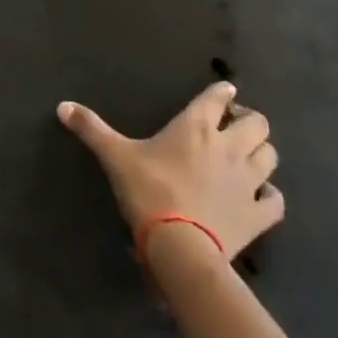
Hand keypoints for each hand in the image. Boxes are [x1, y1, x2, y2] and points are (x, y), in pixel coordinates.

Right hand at [57, 81, 282, 270]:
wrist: (180, 245)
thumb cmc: (147, 191)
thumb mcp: (114, 156)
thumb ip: (91, 128)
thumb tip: (62, 105)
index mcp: (195, 127)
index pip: (217, 98)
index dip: (222, 92)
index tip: (225, 91)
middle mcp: (229, 147)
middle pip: (258, 123)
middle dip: (249, 120)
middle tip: (234, 126)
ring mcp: (249, 181)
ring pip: (271, 156)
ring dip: (262, 152)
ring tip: (249, 156)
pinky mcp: (259, 214)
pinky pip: (275, 200)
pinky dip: (271, 195)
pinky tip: (261, 196)